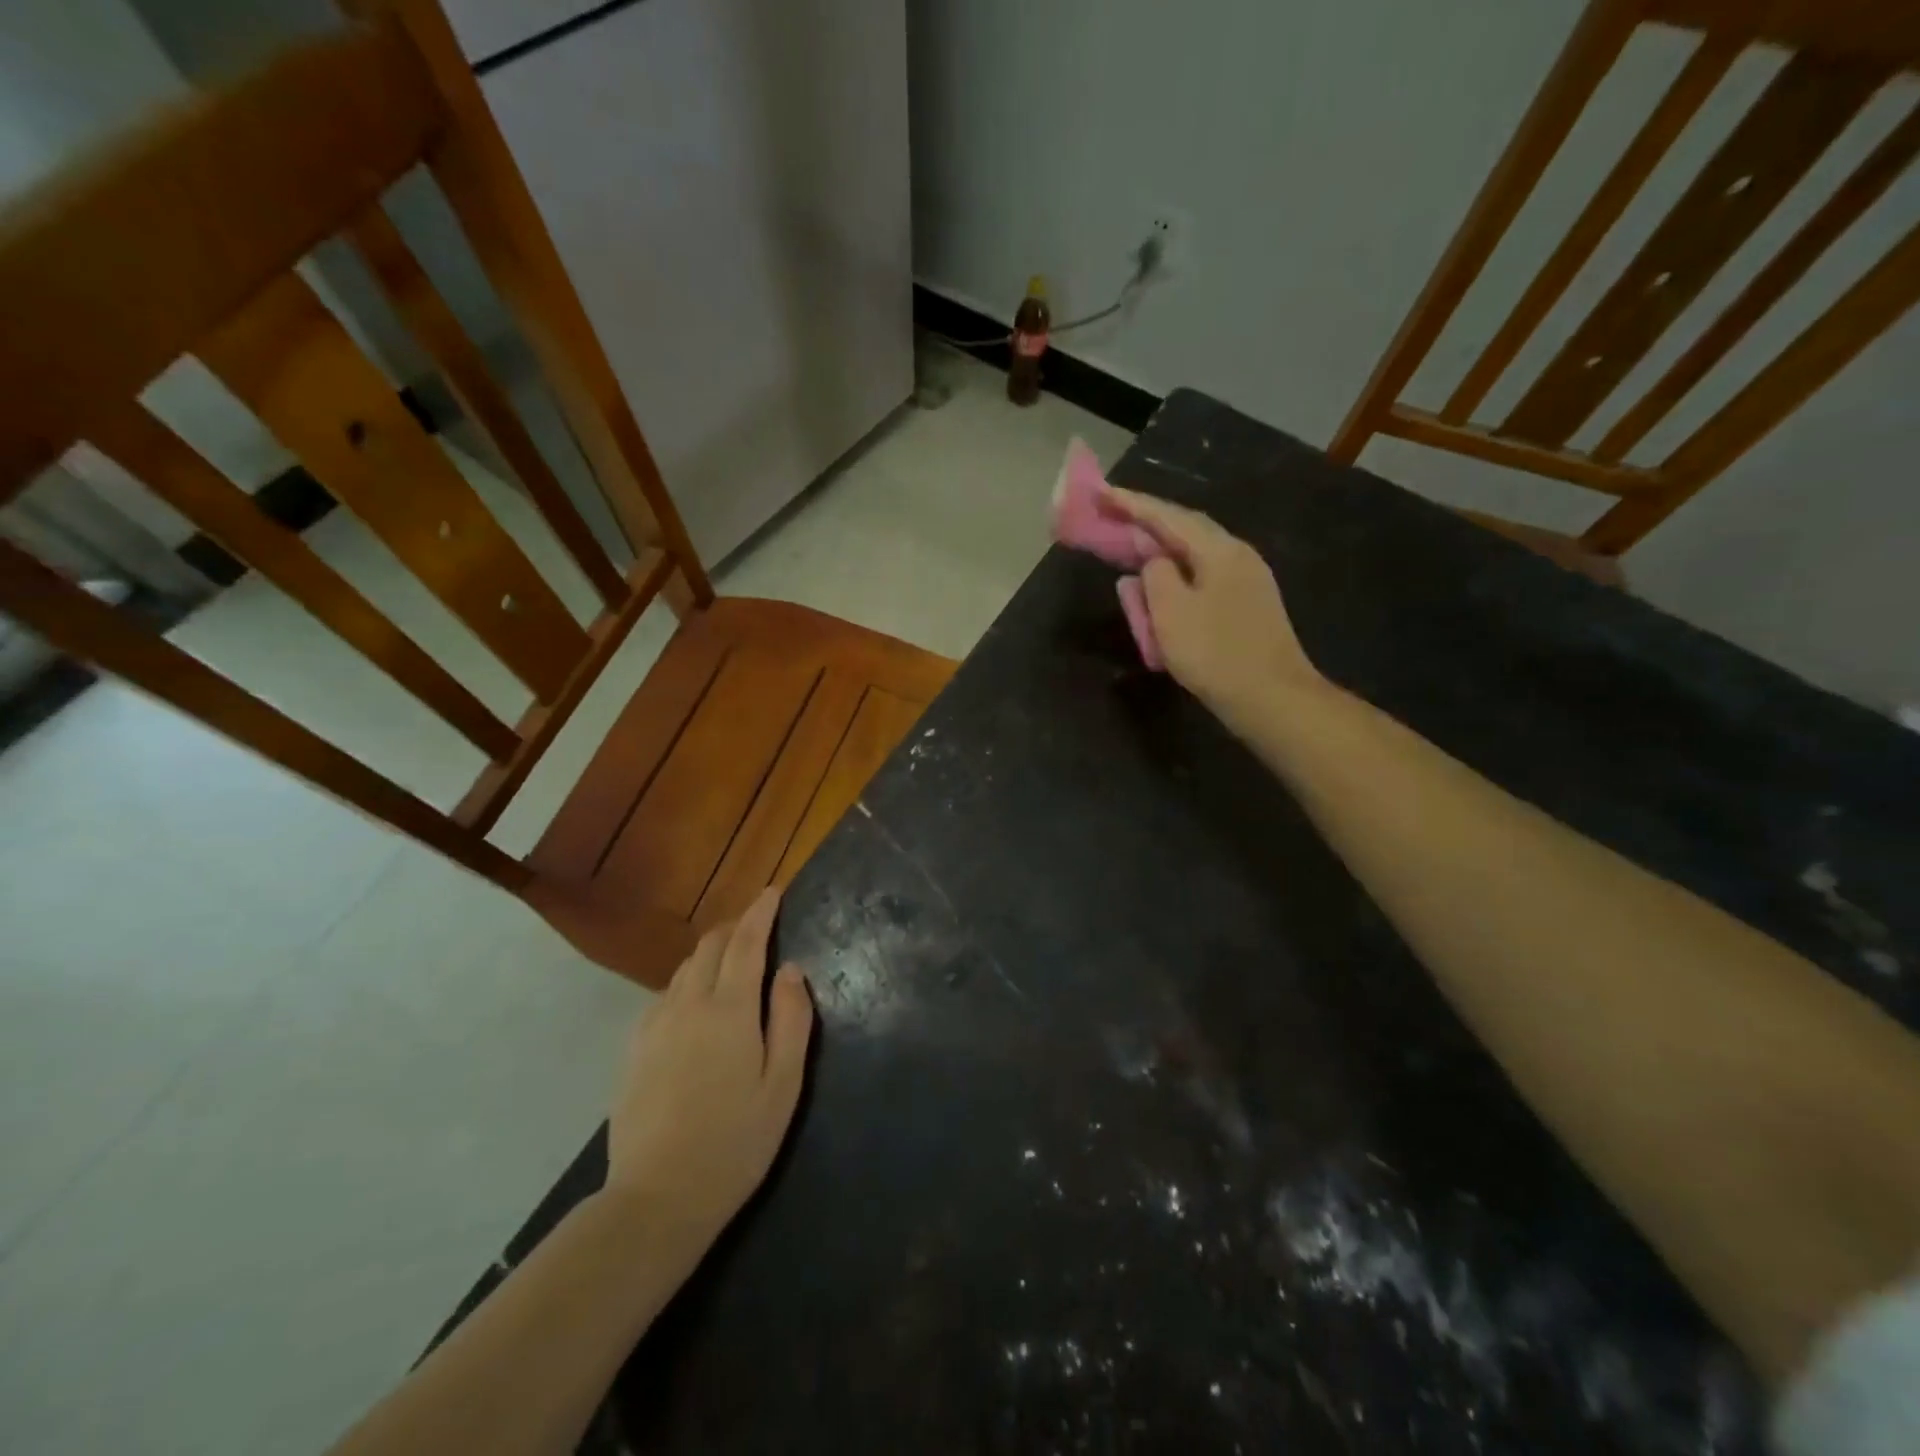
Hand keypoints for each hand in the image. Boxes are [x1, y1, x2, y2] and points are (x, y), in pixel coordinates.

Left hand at [604, 888, 813, 1246]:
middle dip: (734, 927)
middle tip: (757, 927)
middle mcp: (687, 1005)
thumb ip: (791, 1019)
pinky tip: (696, 1005)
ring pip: (684, 969)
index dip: (760, 912)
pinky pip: (664, 996)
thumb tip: (790, 969)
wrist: (656, 1199)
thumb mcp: (783, 1084)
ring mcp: (654, 1026)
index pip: (746, 942)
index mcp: (729, 1010)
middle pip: (709, 947)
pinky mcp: (634, 1049)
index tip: (772, 891)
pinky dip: (687, 983)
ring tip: (731, 962)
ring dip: (710, 954)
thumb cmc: (736, 1142)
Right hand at [1106, 487, 1323, 727]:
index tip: (1102, 493)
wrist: (1272, 698)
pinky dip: (1175, 575)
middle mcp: (1237, 555)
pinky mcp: (1246, 605)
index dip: (1132, 504)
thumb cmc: (1216, 654)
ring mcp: (1247, 580)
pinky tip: (1161, 585)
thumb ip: (1154, 576)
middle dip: (1147, 522)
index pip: (1169, 517)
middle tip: (1112, 516)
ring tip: (1131, 547)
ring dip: (1161, 549)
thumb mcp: (1171, 612)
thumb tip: (1154, 563)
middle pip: (1186, 529)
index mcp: (1219, 550)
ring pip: (1195, 554)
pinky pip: (1202, 577)